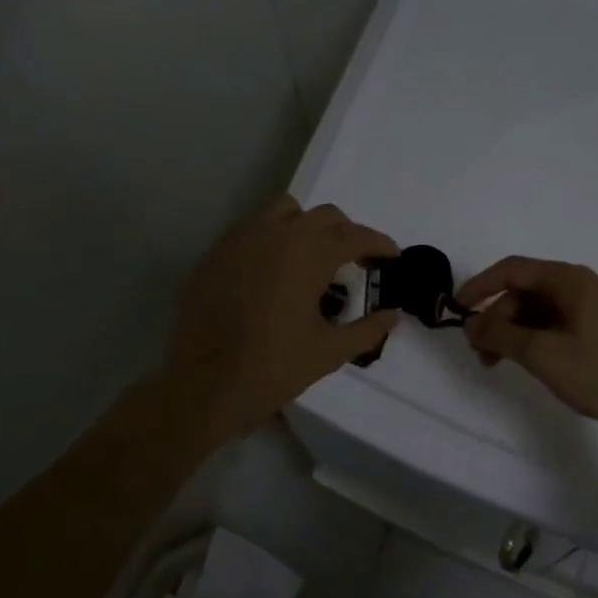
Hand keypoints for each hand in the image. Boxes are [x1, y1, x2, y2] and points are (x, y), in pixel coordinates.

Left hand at [165, 196, 400, 441]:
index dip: (379, 244)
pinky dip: (273, 239)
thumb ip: (367, 329)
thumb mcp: (330, 352)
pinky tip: (274, 273)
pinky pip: (253, 230)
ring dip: (307, 226)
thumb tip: (393, 315)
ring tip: (312, 259)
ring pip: (284, 211)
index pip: (354, 236)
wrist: (204, 386)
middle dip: (346, 234)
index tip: (393, 257)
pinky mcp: (216, 254)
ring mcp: (241, 239)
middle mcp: (276, 234)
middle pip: (324, 216)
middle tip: (356, 263)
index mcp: (308, 253)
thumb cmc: (274, 368)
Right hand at [459, 256, 597, 442]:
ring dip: (510, 332)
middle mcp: (578, 287)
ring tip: (494, 363)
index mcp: (568, 280)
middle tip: (479, 351)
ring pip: (536, 312)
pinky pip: (551, 326)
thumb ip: (500, 335)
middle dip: (495, 317)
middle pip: (523, 292)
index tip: (457, 310)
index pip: (512, 270)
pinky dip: (530, 341)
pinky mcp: (595, 333)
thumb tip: (471, 325)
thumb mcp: (541, 353)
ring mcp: (588, 310)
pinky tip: (523, 363)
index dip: (480, 286)